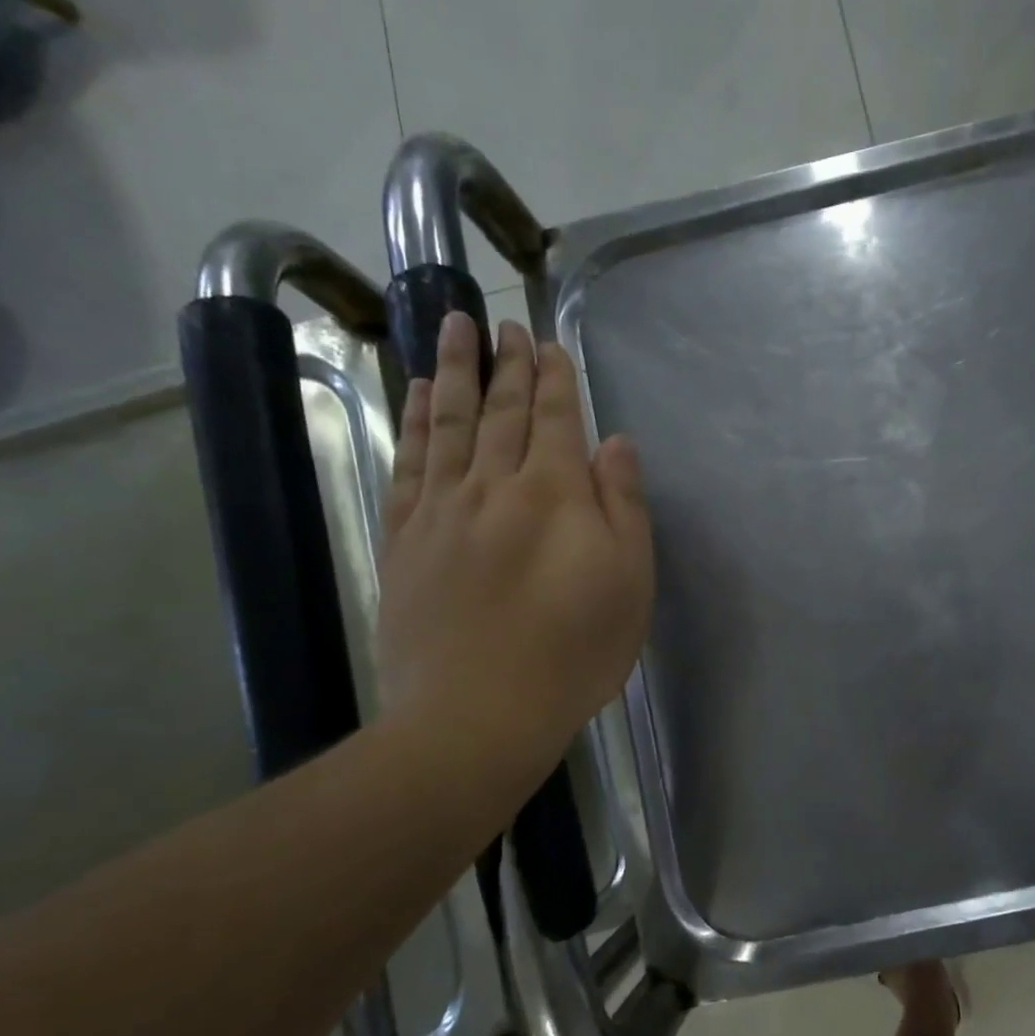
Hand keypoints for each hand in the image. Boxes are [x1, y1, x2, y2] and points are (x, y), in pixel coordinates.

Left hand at [375, 313, 653, 799]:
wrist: (478, 712)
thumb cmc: (573, 652)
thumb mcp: (629, 582)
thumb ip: (624, 506)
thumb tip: (615, 444)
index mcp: (555, 494)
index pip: (555, 419)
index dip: (553, 379)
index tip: (548, 343)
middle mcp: (495, 486)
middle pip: (501, 411)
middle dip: (507, 364)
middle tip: (504, 322)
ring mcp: (442, 509)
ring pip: (449, 423)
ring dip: (454, 372)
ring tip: (455, 328)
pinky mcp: (405, 538)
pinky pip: (410, 464)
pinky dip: (414, 423)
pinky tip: (416, 395)